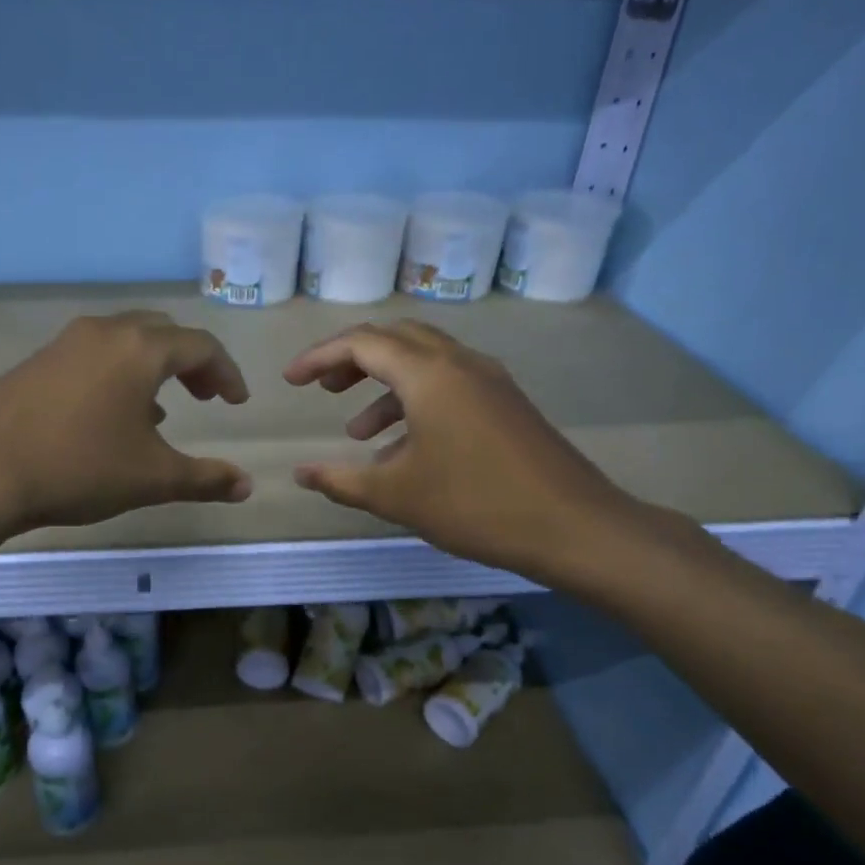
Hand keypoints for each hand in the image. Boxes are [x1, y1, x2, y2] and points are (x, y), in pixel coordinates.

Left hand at [0, 310, 252, 534]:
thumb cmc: (78, 467)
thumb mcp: (151, 478)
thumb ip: (204, 479)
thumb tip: (246, 486)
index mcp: (140, 348)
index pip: (200, 346)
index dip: (226, 373)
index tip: (236, 403)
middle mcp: (103, 332)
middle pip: (161, 332)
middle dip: (190, 362)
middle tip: (204, 396)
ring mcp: (63, 344)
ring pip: (123, 341)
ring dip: (151, 368)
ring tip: (161, 414)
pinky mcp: (34, 362)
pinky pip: (91, 356)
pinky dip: (116, 375)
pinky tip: (108, 418)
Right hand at [283, 320, 647, 585]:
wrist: (574, 526)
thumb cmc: (475, 505)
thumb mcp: (396, 495)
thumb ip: (341, 480)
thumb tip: (300, 473)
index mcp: (429, 374)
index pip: (362, 343)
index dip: (319, 357)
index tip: (290, 381)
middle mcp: (460, 363)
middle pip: (395, 338)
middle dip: (351, 359)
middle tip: (322, 388)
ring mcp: (489, 380)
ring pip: (424, 361)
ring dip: (383, 384)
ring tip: (355, 429)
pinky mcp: (506, 403)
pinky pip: (448, 384)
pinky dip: (415, 401)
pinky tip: (403, 448)